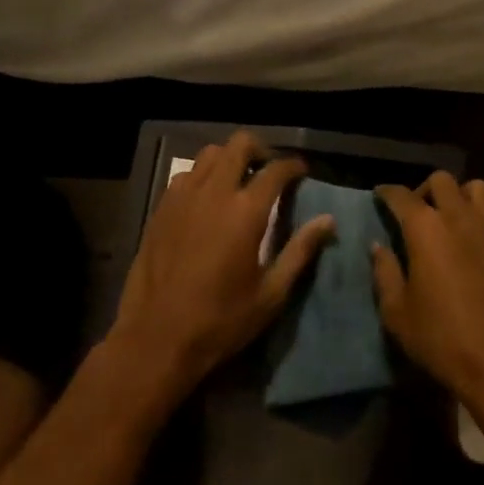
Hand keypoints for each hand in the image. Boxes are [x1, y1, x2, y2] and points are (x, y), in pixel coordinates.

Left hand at [109, 131, 334, 399]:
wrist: (155, 339)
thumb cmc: (220, 321)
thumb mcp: (270, 294)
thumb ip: (300, 251)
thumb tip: (328, 221)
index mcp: (245, 211)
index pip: (276, 169)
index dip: (293, 165)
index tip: (302, 172)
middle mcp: (214, 192)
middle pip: (240, 145)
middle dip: (260, 150)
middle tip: (270, 171)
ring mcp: (183, 197)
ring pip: (210, 154)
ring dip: (229, 159)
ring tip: (239, 180)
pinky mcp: (161, 209)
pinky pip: (186, 175)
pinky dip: (202, 176)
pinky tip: (207, 200)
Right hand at [371, 174, 483, 434]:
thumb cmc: (442, 340)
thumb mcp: (398, 313)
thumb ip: (385, 273)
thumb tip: (379, 246)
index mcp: (425, 229)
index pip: (401, 196)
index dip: (387, 193)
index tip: (380, 196)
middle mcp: (459, 217)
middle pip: (441, 181)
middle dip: (425, 190)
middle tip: (418, 213)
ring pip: (476, 188)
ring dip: (460, 197)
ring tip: (453, 219)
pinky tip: (481, 238)